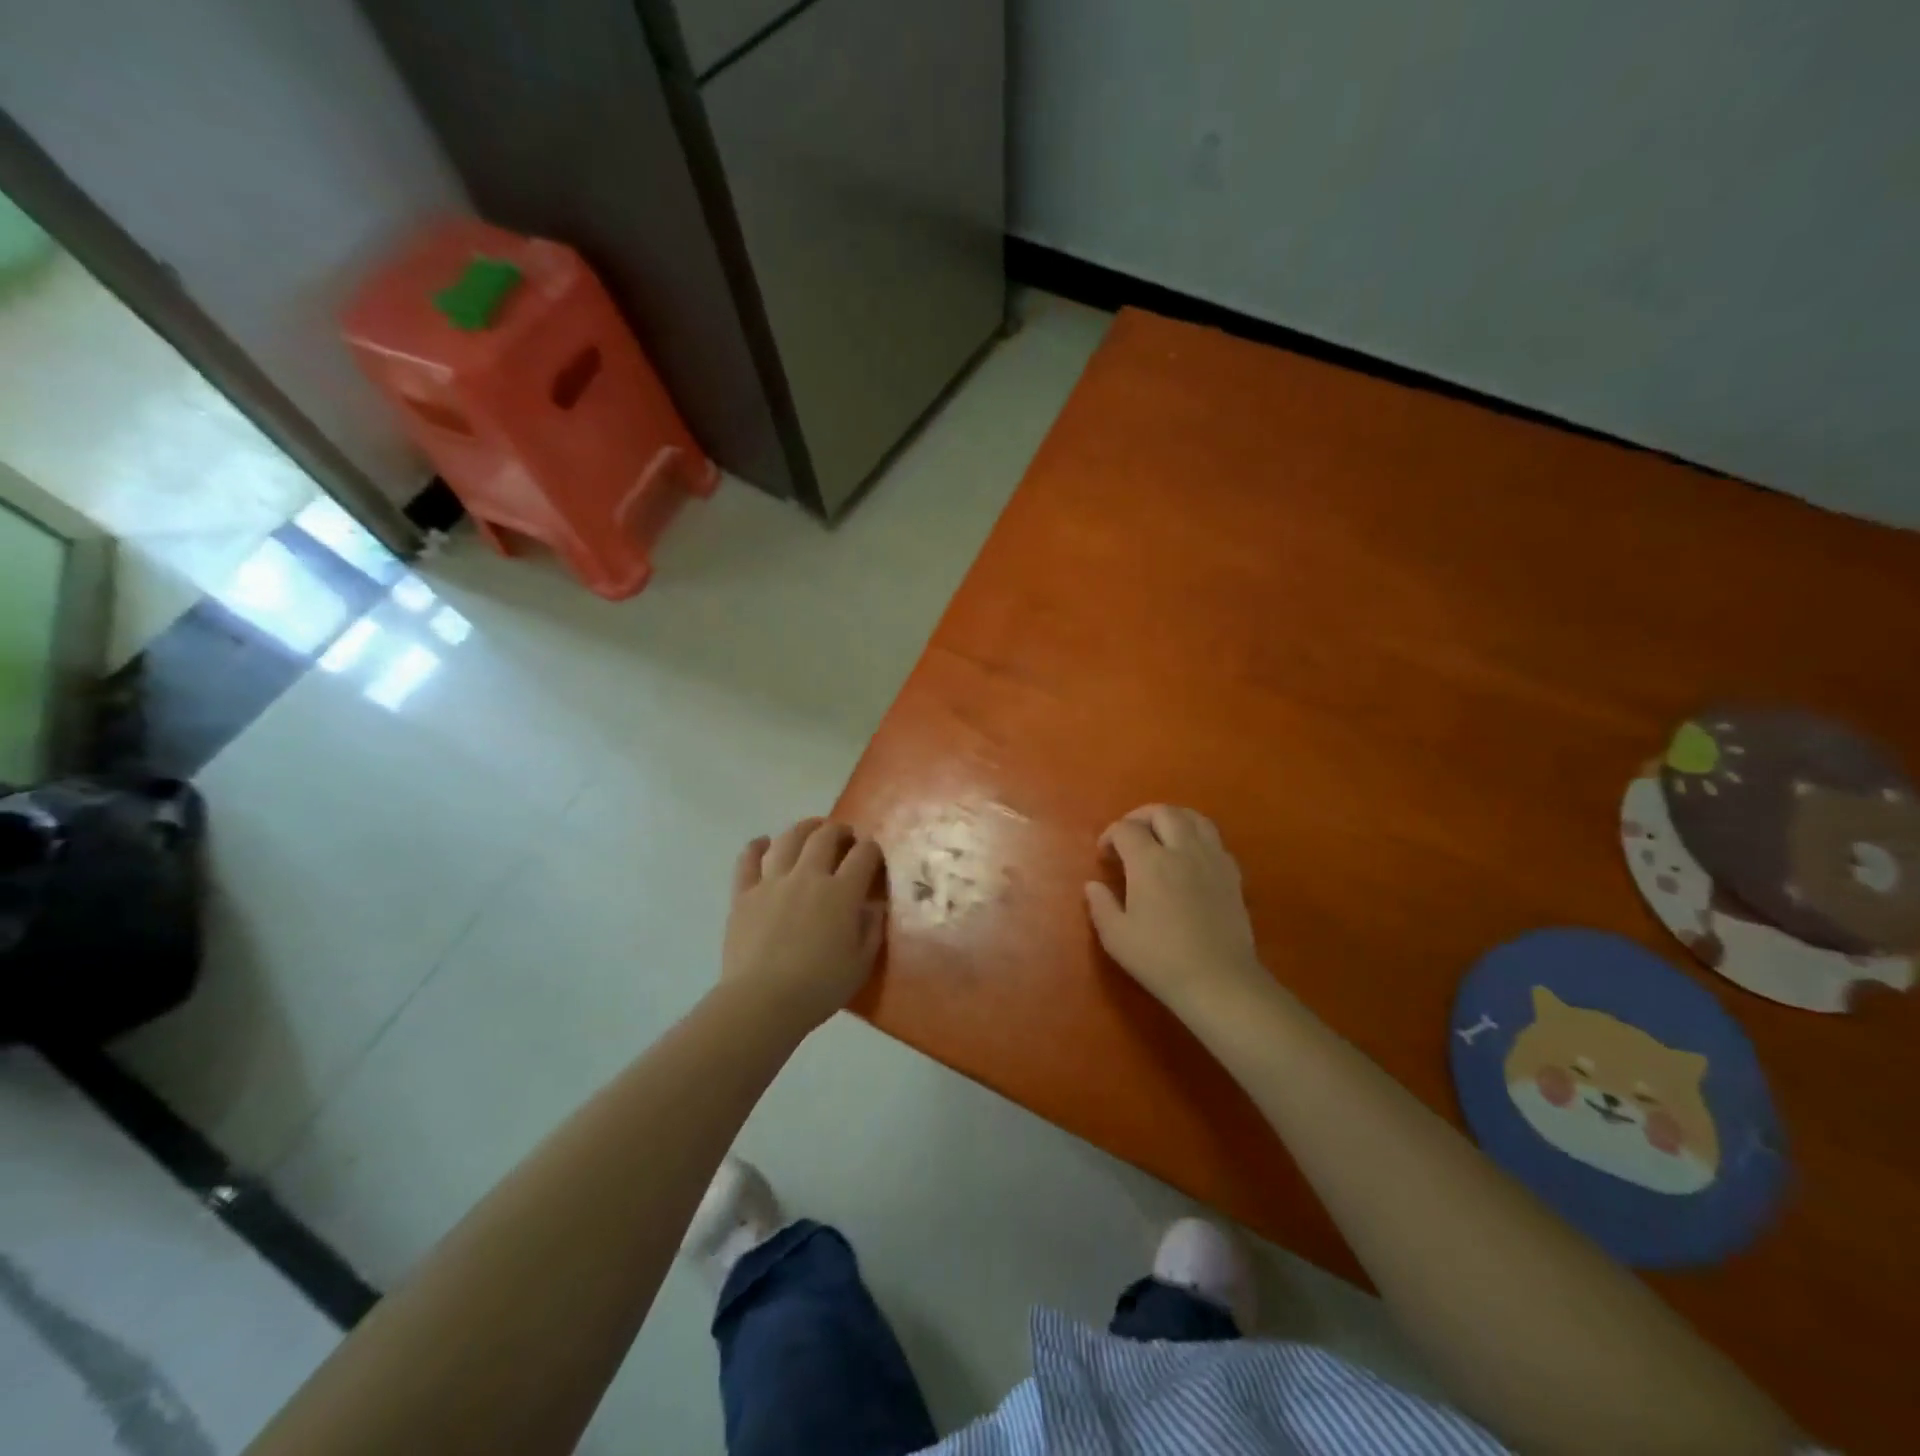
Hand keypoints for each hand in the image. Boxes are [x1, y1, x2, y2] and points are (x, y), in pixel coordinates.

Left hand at [722, 818, 886, 1029]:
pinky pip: (748, 860)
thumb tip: (875, 906)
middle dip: (839, 831)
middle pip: (825, 837)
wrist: (762, 1001)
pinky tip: (763, 843)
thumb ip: (872, 929)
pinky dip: (756, 847)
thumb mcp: (861, 963)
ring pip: (788, 840)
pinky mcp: (744, 894)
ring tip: (811, 829)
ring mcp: (772, 882)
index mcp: (841, 892)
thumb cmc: (819, 987)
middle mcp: (808, 876)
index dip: (872, 849)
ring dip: (803, 829)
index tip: (874, 855)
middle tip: (845, 837)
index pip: (863, 855)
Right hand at [1085, 805, 1266, 1019]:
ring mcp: (1212, 859)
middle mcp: (1182, 850)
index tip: (1104, 854)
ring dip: (1173, 818)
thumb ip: (1101, 905)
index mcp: (1149, 862)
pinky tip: (1189, 856)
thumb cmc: (1160, 959)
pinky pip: (1214, 839)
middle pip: (1163, 812)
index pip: (1126, 829)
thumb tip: (1092, 885)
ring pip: (1194, 818)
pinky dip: (1197, 836)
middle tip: (1129, 835)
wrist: (1218, 980)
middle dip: (1140, 817)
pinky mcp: (1232, 874)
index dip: (1110, 835)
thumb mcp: (1116, 936)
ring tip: (1161, 834)